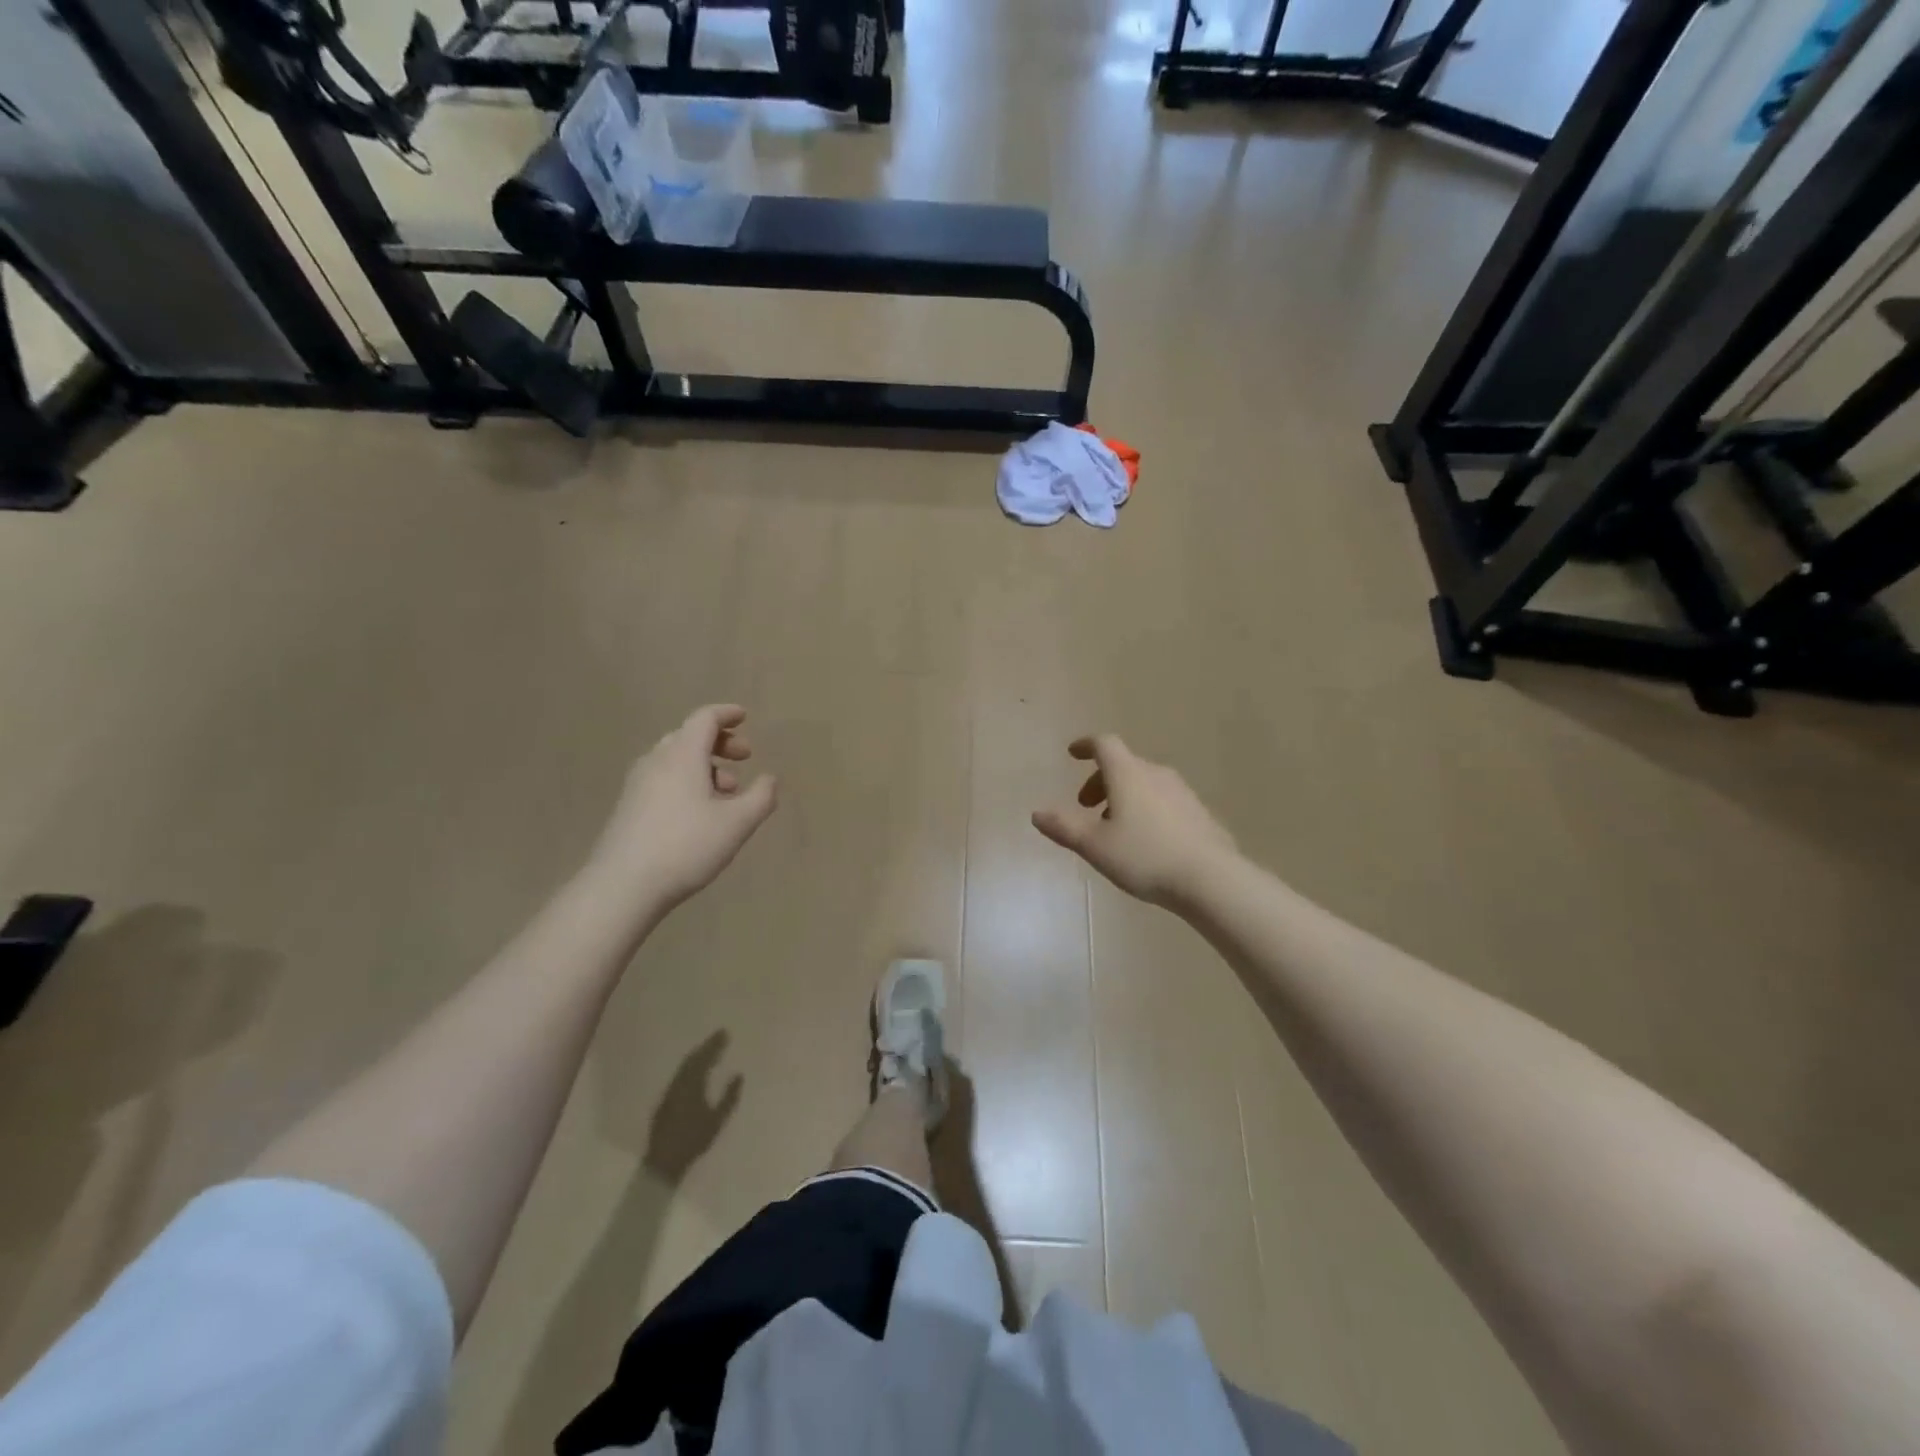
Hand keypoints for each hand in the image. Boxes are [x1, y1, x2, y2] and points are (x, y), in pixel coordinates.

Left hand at [587, 705, 777, 911]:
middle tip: (745, 758)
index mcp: (683, 755)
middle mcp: (657, 761)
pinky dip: (687, 781)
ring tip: (728, 792)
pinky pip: (663, 778)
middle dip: (720, 742)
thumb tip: (770, 779)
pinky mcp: (629, 807)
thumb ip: (761, 797)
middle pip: (689, 736)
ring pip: (675, 759)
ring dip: (705, 765)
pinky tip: (700, 811)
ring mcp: (638, 784)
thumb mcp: (737, 823)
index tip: (744, 717)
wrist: (623, 885)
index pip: (704, 719)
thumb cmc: (686, 846)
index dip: (726, 714)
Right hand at [1032, 735, 1238, 910]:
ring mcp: (1182, 792)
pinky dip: (1146, 808)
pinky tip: (1146, 841)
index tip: (1073, 754)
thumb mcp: (1095, 846)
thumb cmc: (1145, 856)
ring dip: (1124, 796)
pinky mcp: (1199, 812)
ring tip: (1114, 828)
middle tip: (1086, 807)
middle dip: (1100, 781)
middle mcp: (1155, 774)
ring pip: (1144, 783)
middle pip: (1123, 764)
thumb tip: (1037, 813)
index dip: (1086, 745)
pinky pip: (1164, 800)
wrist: (1211, 879)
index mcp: (1127, 774)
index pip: (1104, 744)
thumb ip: (1064, 828)